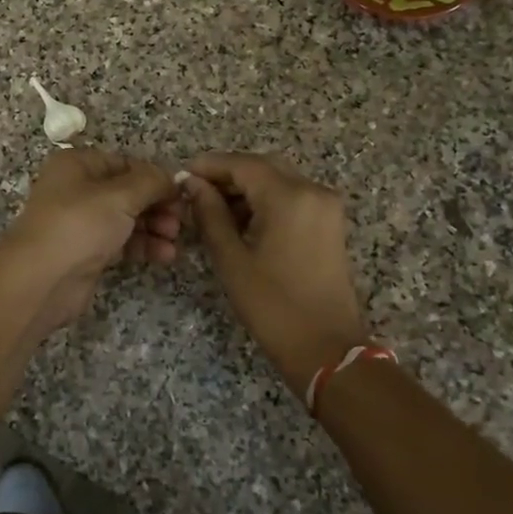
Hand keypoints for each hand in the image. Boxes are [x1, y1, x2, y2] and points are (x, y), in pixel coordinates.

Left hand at [1, 149, 181, 336]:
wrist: (41, 280)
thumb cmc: (79, 225)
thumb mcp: (120, 196)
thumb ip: (151, 182)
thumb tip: (173, 178)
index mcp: (78, 165)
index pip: (126, 163)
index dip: (155, 177)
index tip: (181, 194)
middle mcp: (77, 189)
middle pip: (128, 192)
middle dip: (157, 205)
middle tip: (180, 221)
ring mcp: (81, 223)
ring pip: (127, 219)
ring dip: (154, 228)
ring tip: (174, 241)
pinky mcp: (87, 252)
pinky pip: (121, 242)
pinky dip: (143, 246)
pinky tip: (164, 256)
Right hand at [182, 152, 370, 397]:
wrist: (327, 349)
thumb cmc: (273, 306)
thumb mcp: (232, 259)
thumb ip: (210, 214)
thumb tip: (192, 184)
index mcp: (289, 196)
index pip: (242, 164)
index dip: (210, 166)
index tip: (182, 177)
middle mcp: (313, 190)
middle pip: (263, 167)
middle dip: (228, 176)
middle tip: (195, 194)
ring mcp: (326, 206)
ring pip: (278, 180)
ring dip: (247, 189)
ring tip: (213, 211)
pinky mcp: (330, 222)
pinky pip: (293, 197)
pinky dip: (266, 201)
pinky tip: (242, 221)